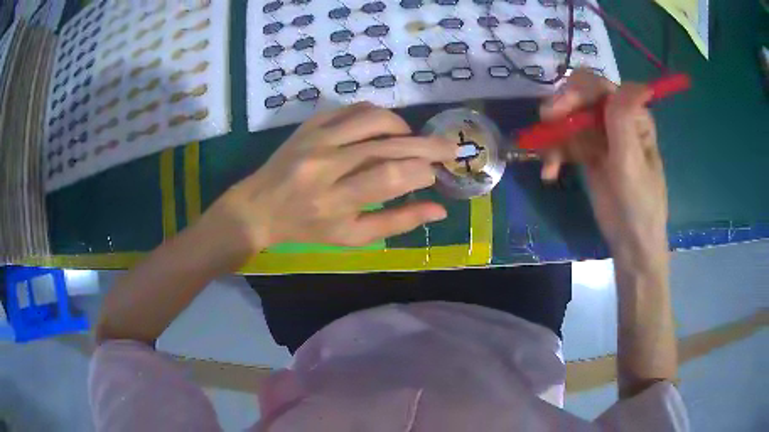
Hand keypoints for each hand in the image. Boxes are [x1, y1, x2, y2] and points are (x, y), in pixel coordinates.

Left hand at [204, 102, 455, 257]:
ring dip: (402, 126)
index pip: (391, 177)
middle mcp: (326, 164)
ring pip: (373, 118)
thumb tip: (439, 210)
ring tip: (411, 140)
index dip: (422, 172)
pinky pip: (352, 108)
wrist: (259, 207)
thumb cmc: (307, 228)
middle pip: (388, 144)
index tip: (435, 175)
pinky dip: (376, 115)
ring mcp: (316, 139)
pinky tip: (383, 129)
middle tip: (451, 147)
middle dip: (428, 145)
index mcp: (336, 200)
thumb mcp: (352, 237)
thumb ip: (396, 222)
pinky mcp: (310, 124)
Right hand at [538, 70, 668, 267]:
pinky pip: (565, 142)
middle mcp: (616, 119)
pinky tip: (550, 173)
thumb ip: (624, 121)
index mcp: (632, 115)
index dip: (575, 93)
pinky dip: (554, 154)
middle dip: (560, 112)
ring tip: (548, 163)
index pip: (599, 88)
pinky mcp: (588, 153)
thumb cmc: (638, 204)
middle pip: (580, 99)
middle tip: (545, 128)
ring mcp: (601, 136)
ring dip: (553, 137)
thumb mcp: (632, 163)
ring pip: (568, 120)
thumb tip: (635, 83)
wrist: (631, 242)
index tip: (556, 113)